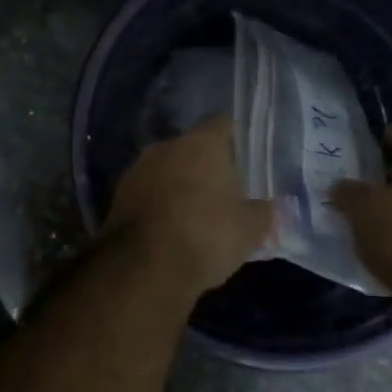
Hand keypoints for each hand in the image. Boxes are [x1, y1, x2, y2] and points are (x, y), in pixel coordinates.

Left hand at [104, 115, 272, 292]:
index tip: (245, 161)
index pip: (223, 124)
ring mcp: (138, 168)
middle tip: (224, 192)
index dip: (236, 141)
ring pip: (167, 169)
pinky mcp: (118, 195)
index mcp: (202, 143)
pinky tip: (170, 227)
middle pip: (193, 147)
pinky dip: (159, 203)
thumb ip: (264, 213)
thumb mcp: (249, 230)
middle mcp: (167, 146)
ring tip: (196, 213)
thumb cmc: (206, 236)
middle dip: (206, 166)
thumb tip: (273, 207)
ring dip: (179, 184)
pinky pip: (148, 191)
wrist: (142, 267)